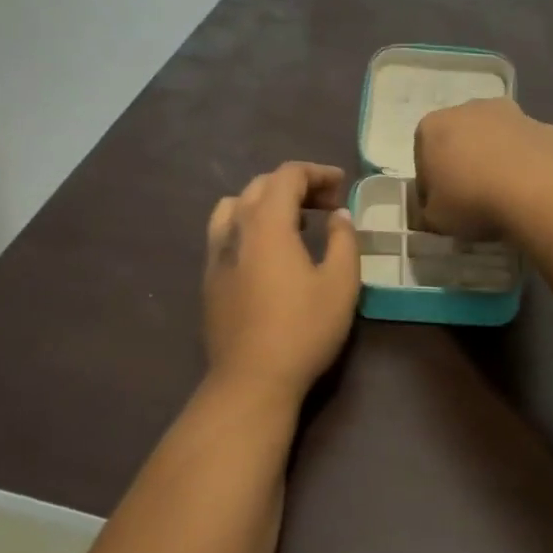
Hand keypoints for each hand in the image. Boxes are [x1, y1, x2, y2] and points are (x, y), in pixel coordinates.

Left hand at [203, 162, 360, 401]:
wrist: (251, 380)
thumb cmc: (303, 329)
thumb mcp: (340, 284)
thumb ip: (343, 240)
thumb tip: (338, 215)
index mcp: (267, 222)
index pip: (287, 175)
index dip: (317, 172)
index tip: (341, 185)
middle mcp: (235, 228)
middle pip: (261, 185)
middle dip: (295, 185)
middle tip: (326, 205)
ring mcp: (216, 253)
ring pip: (236, 205)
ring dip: (266, 202)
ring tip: (293, 222)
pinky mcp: (209, 277)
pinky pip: (225, 232)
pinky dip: (248, 224)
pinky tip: (266, 252)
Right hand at [413, 98, 552, 238]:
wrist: (540, 193)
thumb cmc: (473, 200)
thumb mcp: (435, 219)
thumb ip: (429, 211)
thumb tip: (435, 209)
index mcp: (433, 126)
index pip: (422, 157)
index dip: (430, 185)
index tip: (441, 206)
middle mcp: (468, 109)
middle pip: (459, 140)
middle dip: (462, 165)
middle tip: (470, 199)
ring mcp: (510, 113)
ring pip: (493, 140)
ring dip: (494, 161)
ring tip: (502, 196)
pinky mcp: (543, 125)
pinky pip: (524, 148)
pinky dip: (523, 164)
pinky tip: (529, 190)